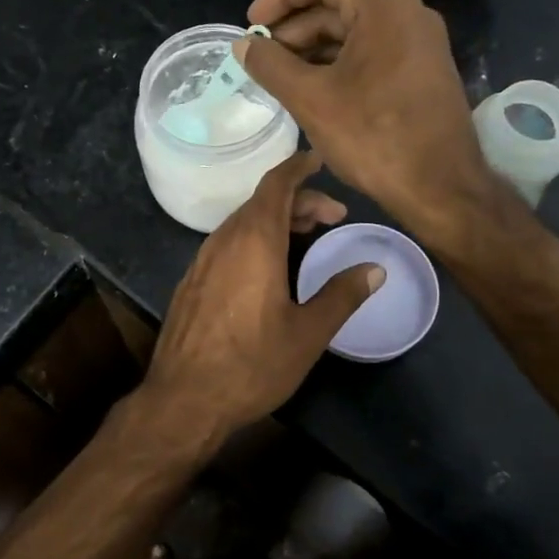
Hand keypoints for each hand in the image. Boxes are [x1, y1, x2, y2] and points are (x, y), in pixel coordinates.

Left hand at [141, 151, 383, 445]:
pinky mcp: (192, 281)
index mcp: (254, 241)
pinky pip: (228, 242)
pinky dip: (255, 238)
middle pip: (262, 202)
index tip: (319, 159)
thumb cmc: (252, 365)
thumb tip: (374, 269)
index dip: (299, 168)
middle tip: (334, 217)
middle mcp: (224, 240)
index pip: (277, 185)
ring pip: (243, 222)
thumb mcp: (308, 333)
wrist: (183, 399)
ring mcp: (202, 260)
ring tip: (306, 235)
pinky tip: (269, 265)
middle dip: (299, 200)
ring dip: (276, 220)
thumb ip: (342, 295)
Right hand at [235, 0, 496, 236]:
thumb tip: (244, 45)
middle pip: (339, 1)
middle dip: (294, 26)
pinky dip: (337, 63)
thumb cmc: (374, 136)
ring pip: (354, 30)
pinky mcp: (421, 71)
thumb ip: (271, 65)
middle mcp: (407, 14)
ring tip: (279, 76)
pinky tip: (312, 89)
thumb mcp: (311, 99)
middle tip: (261, 57)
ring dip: (313, 48)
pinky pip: (371, 52)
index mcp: (383, 6)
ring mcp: (418, 43)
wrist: (441, 188)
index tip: (253, 24)